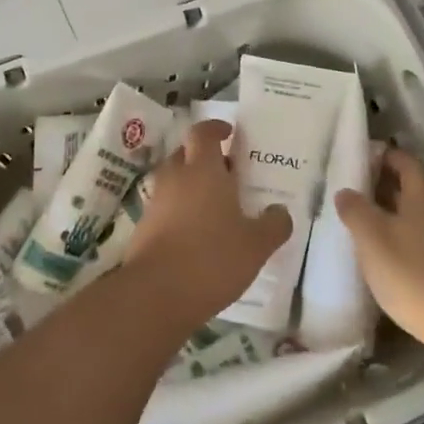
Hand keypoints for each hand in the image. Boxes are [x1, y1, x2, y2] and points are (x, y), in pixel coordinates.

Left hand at [127, 120, 289, 329]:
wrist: (155, 295)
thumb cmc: (212, 258)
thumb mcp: (256, 245)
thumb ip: (273, 225)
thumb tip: (280, 212)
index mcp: (202, 169)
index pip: (203, 132)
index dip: (215, 128)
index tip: (229, 133)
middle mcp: (175, 178)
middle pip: (185, 154)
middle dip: (204, 158)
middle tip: (228, 174)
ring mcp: (155, 203)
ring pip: (174, 181)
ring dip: (191, 186)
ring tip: (216, 208)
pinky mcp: (143, 228)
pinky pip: (165, 208)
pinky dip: (179, 212)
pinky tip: (198, 235)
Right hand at [334, 147, 423, 354]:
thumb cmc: (415, 273)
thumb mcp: (373, 238)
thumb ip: (356, 211)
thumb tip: (345, 190)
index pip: (405, 161)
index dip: (383, 156)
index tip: (359, 159)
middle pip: (413, 189)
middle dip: (385, 187)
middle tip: (354, 193)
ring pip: (419, 218)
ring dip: (394, 217)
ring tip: (365, 226)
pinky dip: (406, 242)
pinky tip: (388, 260)